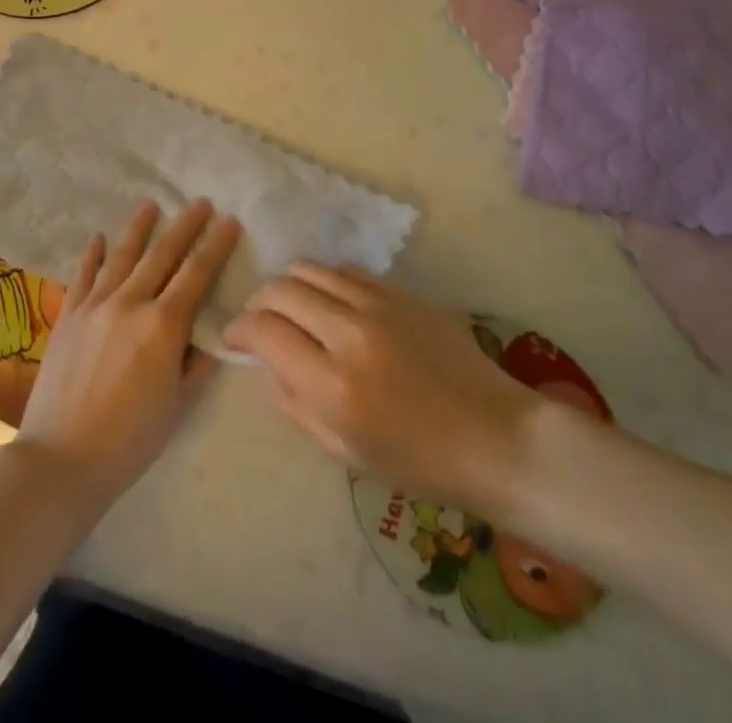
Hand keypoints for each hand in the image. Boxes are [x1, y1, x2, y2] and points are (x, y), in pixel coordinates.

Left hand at [15, 198, 239, 507]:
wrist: (61, 458)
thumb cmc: (131, 439)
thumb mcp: (179, 404)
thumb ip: (198, 361)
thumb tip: (210, 331)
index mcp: (163, 325)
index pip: (197, 274)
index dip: (216, 246)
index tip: (230, 221)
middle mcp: (130, 302)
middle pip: (162, 254)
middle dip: (185, 226)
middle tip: (200, 202)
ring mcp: (94, 305)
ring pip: (121, 255)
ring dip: (139, 227)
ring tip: (151, 203)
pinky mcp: (68, 315)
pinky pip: (83, 275)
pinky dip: (92, 254)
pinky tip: (98, 237)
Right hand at [222, 265, 543, 523]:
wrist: (497, 437)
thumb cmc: (419, 462)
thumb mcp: (343, 451)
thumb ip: (293, 401)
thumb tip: (265, 360)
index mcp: (334, 384)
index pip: (264, 331)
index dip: (238, 330)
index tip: (234, 338)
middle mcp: (351, 333)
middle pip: (281, 289)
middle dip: (259, 304)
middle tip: (261, 324)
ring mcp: (380, 304)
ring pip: (311, 269)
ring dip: (290, 286)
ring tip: (294, 309)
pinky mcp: (403, 292)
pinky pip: (347, 271)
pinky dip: (326, 282)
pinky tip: (333, 304)